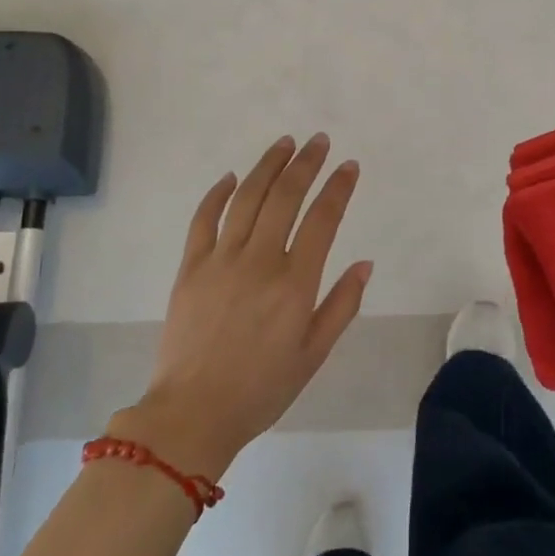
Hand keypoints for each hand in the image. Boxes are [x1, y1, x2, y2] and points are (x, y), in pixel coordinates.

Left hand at [110, 134, 371, 478]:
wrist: (192, 414)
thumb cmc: (262, 389)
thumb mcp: (313, 355)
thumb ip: (341, 305)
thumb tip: (364, 264)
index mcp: (294, 283)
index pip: (322, 219)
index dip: (338, 188)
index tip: (349, 166)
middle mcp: (259, 261)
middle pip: (285, 197)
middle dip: (306, 163)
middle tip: (319, 141)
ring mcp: (220, 260)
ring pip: (247, 198)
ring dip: (267, 166)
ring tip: (284, 144)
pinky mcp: (190, 268)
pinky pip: (203, 220)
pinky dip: (218, 194)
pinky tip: (231, 177)